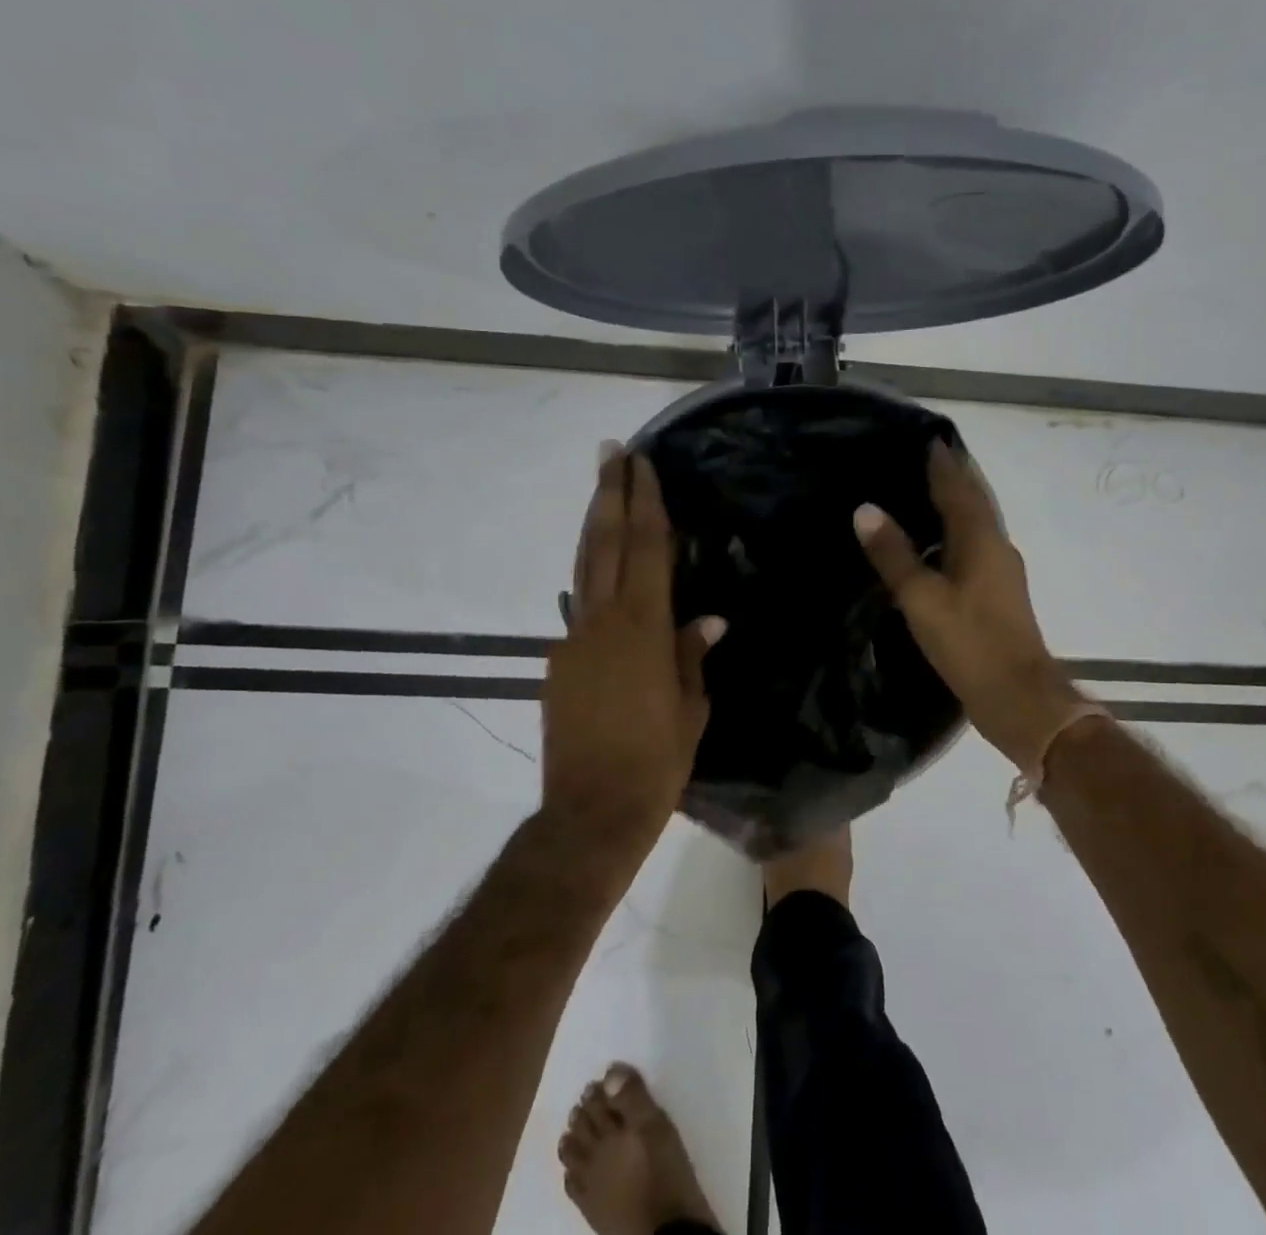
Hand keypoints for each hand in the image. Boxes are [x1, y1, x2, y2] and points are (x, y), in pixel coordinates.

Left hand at [541, 446, 724, 848]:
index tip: (642, 463)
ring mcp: (573, 641)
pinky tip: (601, 572)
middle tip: (610, 451)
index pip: (647, 549)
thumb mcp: (690, 708)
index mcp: (644, 629)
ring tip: (601, 488)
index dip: (645, 502)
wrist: (589, 813)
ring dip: (594, 524)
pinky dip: (591, 578)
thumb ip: (692, 655)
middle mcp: (602, 622)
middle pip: (606, 543)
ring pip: (584, 568)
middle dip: (609, 492)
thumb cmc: (655, 762)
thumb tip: (709, 619)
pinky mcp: (557, 663)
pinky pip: (579, 609)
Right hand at [854, 441, 1087, 771]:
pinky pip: (974, 548)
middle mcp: (996, 546)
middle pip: (973, 501)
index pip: (959, 487)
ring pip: (976, 525)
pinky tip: (934, 546)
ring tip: (920, 494)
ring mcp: (1001, 571)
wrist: (1018, 697)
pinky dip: (954, 535)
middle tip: (919, 458)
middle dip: (951, 477)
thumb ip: (894, 554)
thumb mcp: (922, 599)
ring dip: (953, 506)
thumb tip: (865, 509)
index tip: (926, 436)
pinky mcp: (998, 594)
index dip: (942, 462)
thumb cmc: (969, 643)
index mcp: (981, 539)